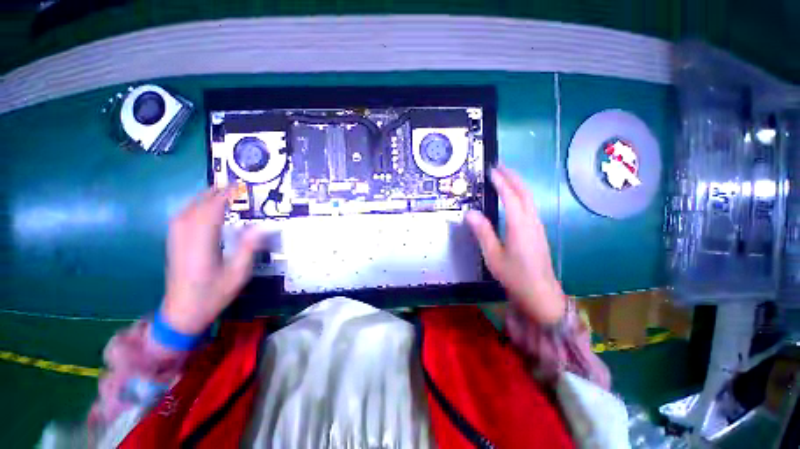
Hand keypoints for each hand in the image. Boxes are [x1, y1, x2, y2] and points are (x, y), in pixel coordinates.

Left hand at [162, 189, 260, 333]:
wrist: (182, 313)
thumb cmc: (213, 295)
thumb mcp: (237, 275)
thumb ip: (247, 249)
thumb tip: (260, 227)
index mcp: (202, 247)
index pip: (211, 214)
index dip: (223, 198)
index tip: (237, 187)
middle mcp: (186, 240)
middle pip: (196, 209)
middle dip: (212, 194)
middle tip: (230, 185)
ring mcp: (176, 242)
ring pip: (185, 213)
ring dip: (201, 199)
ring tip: (218, 192)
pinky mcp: (174, 246)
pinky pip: (180, 220)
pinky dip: (192, 208)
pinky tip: (200, 208)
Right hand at [466, 166, 565, 324]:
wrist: (540, 293)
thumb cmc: (514, 275)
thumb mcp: (493, 255)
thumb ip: (483, 232)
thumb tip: (470, 213)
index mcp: (519, 226)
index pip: (510, 197)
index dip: (501, 182)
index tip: (491, 171)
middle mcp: (531, 222)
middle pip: (524, 193)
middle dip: (513, 177)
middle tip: (500, 166)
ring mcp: (537, 226)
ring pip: (529, 198)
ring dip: (518, 184)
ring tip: (505, 177)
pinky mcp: (538, 231)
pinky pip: (530, 206)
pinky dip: (521, 195)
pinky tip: (514, 197)